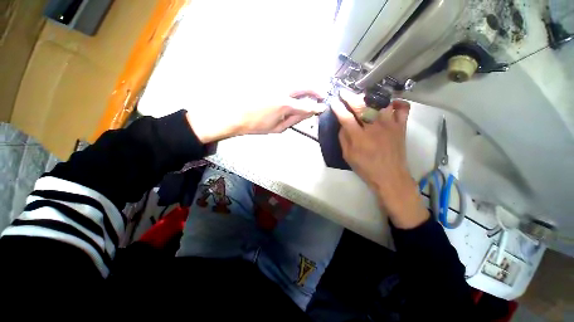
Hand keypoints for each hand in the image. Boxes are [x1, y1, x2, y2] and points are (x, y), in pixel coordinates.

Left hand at [186, 90, 323, 143]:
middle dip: (316, 90)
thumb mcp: (278, 128)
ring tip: (310, 93)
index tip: (323, 107)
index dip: (316, 107)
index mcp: (284, 105)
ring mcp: (275, 82)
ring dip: (306, 86)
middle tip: (321, 95)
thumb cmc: (256, 125)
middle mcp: (282, 90)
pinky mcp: (269, 80)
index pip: (306, 105)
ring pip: (297, 80)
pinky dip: (295, 84)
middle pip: (305, 85)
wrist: (236, 115)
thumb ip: (295, 120)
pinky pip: (287, 79)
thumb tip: (307, 114)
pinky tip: (295, 91)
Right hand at [331, 90, 428, 228]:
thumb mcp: (348, 156)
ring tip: (363, 95)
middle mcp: (374, 128)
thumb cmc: (366, 168)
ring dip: (369, 97)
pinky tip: (390, 103)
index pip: (346, 118)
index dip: (338, 108)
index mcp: (359, 138)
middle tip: (343, 92)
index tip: (333, 102)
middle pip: (361, 106)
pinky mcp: (401, 127)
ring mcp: (390, 125)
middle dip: (350, 97)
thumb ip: (343, 139)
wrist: (390, 176)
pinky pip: (402, 109)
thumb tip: (342, 124)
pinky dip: (397, 103)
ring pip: (381, 103)